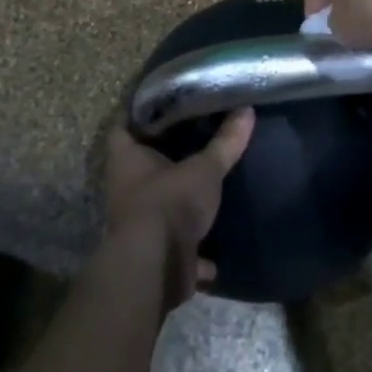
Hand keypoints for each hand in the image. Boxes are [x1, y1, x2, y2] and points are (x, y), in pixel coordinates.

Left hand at [103, 109, 254, 308]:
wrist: (156, 269)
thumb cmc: (170, 202)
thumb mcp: (204, 169)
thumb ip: (225, 142)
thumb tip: (247, 110)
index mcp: (126, 159)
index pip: (124, 126)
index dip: (140, 113)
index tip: (162, 102)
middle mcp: (125, 189)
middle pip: (141, 166)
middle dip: (164, 158)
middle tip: (193, 138)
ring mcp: (137, 224)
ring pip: (158, 206)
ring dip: (178, 203)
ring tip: (206, 186)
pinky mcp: (154, 254)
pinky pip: (177, 248)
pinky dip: (195, 251)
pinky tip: (215, 250)